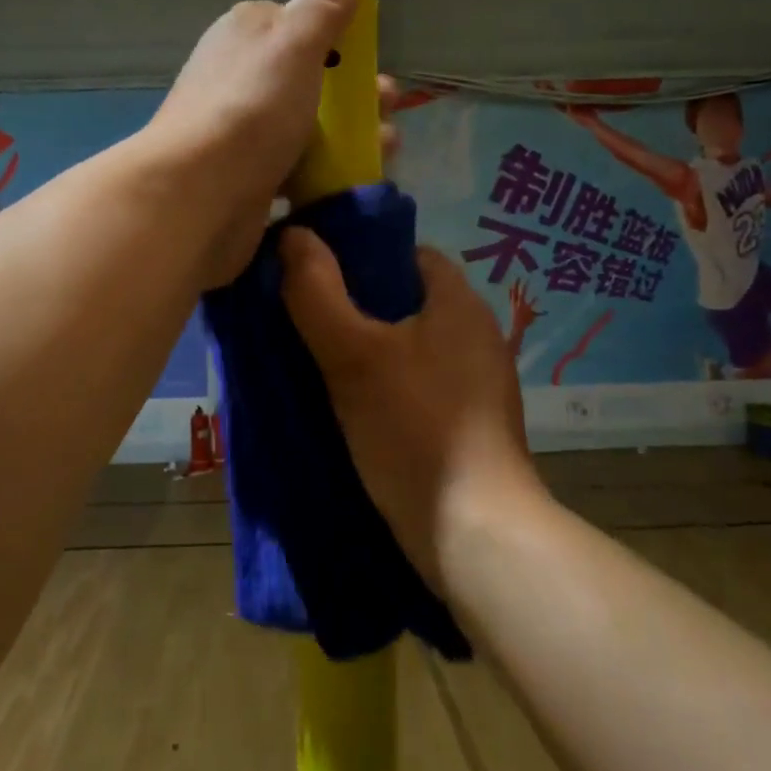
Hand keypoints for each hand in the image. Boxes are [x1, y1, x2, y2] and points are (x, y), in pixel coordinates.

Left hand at [150, 0, 382, 288]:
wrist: (197, 193)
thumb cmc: (252, 108)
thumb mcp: (295, 44)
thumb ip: (323, 7)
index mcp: (248, 33)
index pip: (300, 24)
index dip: (341, 40)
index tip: (372, 63)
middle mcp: (242, 76)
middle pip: (310, 79)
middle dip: (356, 96)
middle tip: (388, 113)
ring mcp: (243, 128)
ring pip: (308, 126)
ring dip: (350, 138)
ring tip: (386, 152)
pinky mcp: (248, 173)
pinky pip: (296, 166)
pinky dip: (325, 172)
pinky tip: (350, 185)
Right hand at [279, 233, 543, 586]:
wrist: (475, 535)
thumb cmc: (414, 429)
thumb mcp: (353, 355)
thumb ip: (317, 293)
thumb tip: (292, 234)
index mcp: (459, 303)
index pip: (406, 253)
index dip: (358, 256)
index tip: (313, 275)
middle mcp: (476, 334)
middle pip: (405, 300)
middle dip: (354, 307)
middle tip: (304, 321)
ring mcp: (477, 383)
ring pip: (409, 346)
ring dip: (367, 350)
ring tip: (317, 363)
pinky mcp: (470, 424)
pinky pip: (418, 385)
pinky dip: (386, 386)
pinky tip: (352, 407)